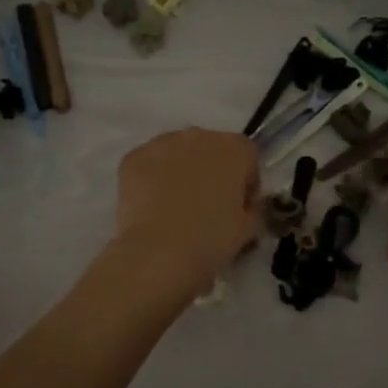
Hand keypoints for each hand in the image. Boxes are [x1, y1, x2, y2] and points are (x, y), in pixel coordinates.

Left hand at [111, 128, 259, 289]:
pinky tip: (153, 207)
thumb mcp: (249, 228)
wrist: (160, 252)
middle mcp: (199, 136)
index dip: (246, 181)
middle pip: (211, 149)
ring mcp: (162, 143)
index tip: (241, 206)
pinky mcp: (134, 158)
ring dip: (181, 172)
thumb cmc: (212, 239)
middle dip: (212, 172)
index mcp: (234, 148)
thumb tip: (247, 205)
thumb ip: (253, 208)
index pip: (248, 155)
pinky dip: (153, 179)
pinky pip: (150, 165)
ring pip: (178, 153)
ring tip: (177, 207)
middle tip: (208, 207)